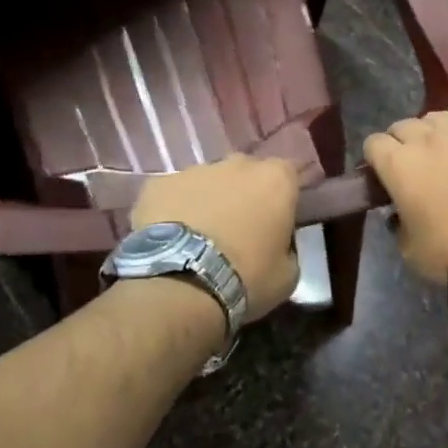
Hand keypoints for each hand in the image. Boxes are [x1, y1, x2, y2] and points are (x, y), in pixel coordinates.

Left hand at [133, 155, 300, 320]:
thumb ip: (288, 248)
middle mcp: (237, 164)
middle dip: (244, 194)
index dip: (282, 196)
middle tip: (239, 229)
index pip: (288, 174)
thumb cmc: (247, 277)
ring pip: (207, 181)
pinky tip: (171, 238)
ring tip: (200, 237)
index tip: (276, 220)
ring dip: (208, 201)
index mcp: (275, 179)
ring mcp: (194, 170)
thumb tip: (278, 246)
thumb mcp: (287, 274)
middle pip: (245, 173)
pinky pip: (172, 194)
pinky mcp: (158, 184)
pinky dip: (174, 210)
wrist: (183, 283)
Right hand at [362, 107, 447, 282]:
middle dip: (400, 142)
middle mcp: (425, 140)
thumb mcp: (408, 247)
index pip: (373, 144)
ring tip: (437, 147)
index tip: (381, 175)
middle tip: (410, 165)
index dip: (374, 158)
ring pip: (436, 117)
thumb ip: (398, 222)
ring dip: (429, 130)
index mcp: (398, 165)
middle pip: (402, 126)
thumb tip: (400, 213)